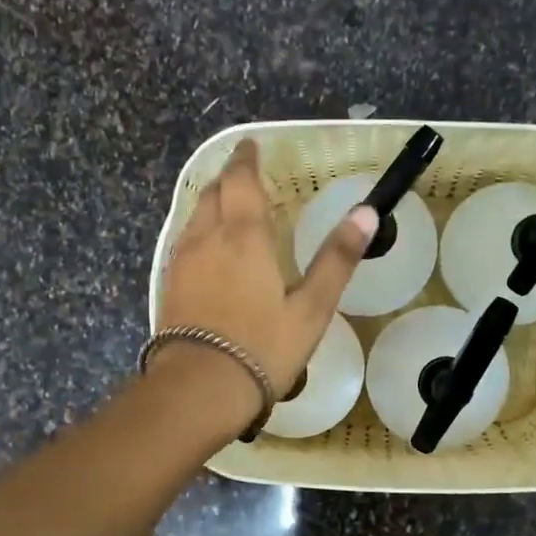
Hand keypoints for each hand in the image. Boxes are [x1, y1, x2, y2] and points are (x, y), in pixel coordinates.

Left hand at [155, 139, 375, 419]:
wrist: (199, 389)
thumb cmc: (263, 347)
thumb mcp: (312, 307)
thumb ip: (337, 258)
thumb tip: (367, 212)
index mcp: (244, 235)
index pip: (241, 180)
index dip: (246, 159)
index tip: (251, 146)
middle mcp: (207, 238)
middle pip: (212, 192)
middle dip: (228, 178)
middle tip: (244, 175)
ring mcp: (181, 262)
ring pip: (194, 216)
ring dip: (211, 202)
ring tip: (228, 206)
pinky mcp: (168, 286)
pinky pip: (184, 241)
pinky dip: (199, 230)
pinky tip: (208, 249)